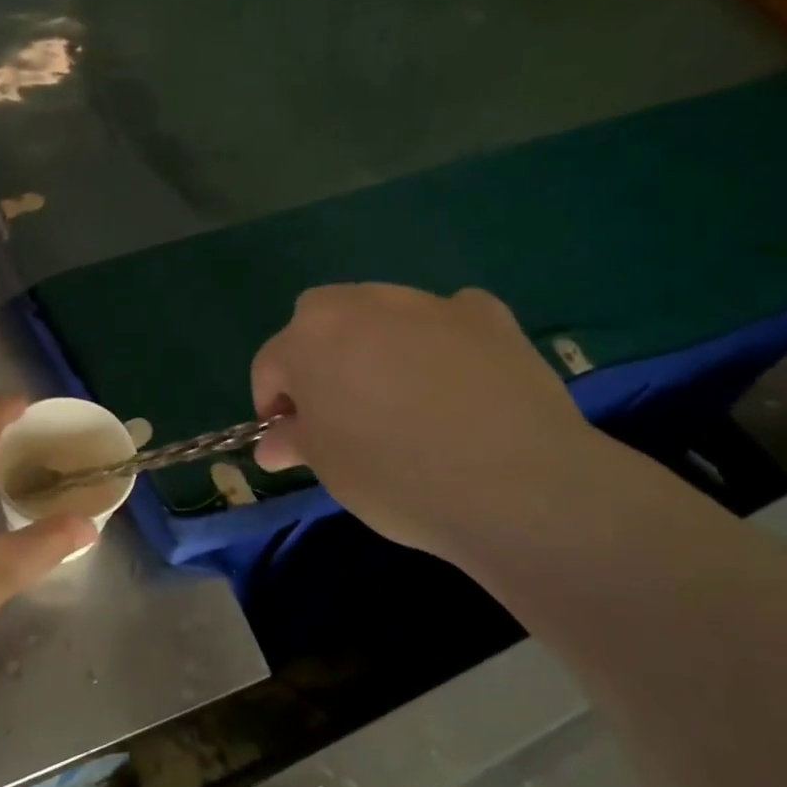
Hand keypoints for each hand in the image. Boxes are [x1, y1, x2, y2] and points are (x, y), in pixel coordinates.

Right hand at [251, 284, 609, 565]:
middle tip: (340, 410)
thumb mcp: (329, 468)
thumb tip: (273, 444)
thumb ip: (296, 441)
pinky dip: (439, 340)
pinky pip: (445, 318)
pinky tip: (456, 380)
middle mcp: (359, 304)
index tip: (291, 440)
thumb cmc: (395, 476)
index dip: (273, 403)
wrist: (515, 484)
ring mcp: (426, 302)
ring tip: (401, 398)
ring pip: (381, 313)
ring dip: (375, 344)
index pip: (270, 365)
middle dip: (319, 357)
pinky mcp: (485, 313)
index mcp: (308, 339)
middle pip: (320, 321)